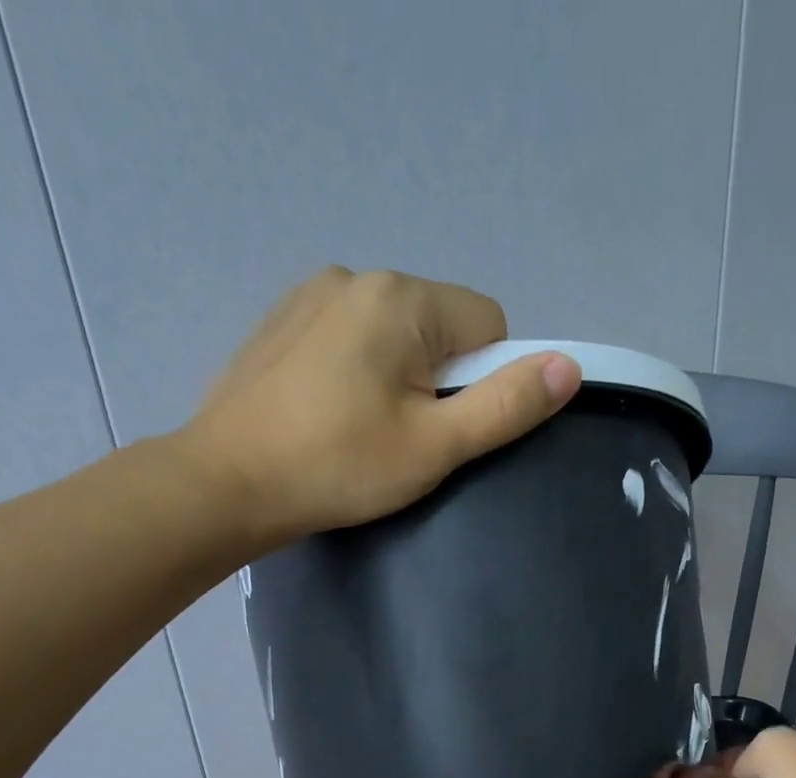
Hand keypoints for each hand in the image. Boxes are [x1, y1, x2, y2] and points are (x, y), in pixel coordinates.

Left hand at [177, 267, 581, 546]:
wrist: (226, 483)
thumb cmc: (339, 467)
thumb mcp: (434, 446)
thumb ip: (505, 405)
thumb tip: (569, 367)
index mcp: (401, 298)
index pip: (488, 324)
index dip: (486, 381)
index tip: (447, 429)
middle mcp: (357, 276)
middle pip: (440, 327)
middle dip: (440, 380)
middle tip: (404, 439)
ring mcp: (311, 295)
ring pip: (394, 334)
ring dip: (399, 376)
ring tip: (363, 431)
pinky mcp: (282, 322)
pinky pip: (350, 338)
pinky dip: (357, 372)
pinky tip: (330, 415)